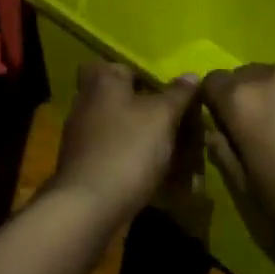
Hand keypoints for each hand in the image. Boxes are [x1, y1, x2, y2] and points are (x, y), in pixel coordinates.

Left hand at [50, 61, 200, 223]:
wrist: (88, 208)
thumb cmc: (127, 149)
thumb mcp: (162, 116)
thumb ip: (178, 93)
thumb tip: (191, 74)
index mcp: (103, 83)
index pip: (123, 65)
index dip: (147, 75)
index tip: (170, 90)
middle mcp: (87, 104)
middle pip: (122, 98)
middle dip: (149, 109)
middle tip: (177, 120)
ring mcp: (82, 137)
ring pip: (120, 128)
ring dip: (144, 137)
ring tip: (176, 150)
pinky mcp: (85, 166)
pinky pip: (116, 154)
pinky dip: (135, 160)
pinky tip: (158, 174)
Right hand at [201, 65, 274, 251]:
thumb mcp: (248, 189)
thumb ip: (224, 153)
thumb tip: (214, 133)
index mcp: (242, 99)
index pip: (211, 82)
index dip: (211, 104)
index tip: (220, 128)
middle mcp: (273, 75)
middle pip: (245, 76)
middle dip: (243, 99)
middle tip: (253, 134)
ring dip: (274, 98)